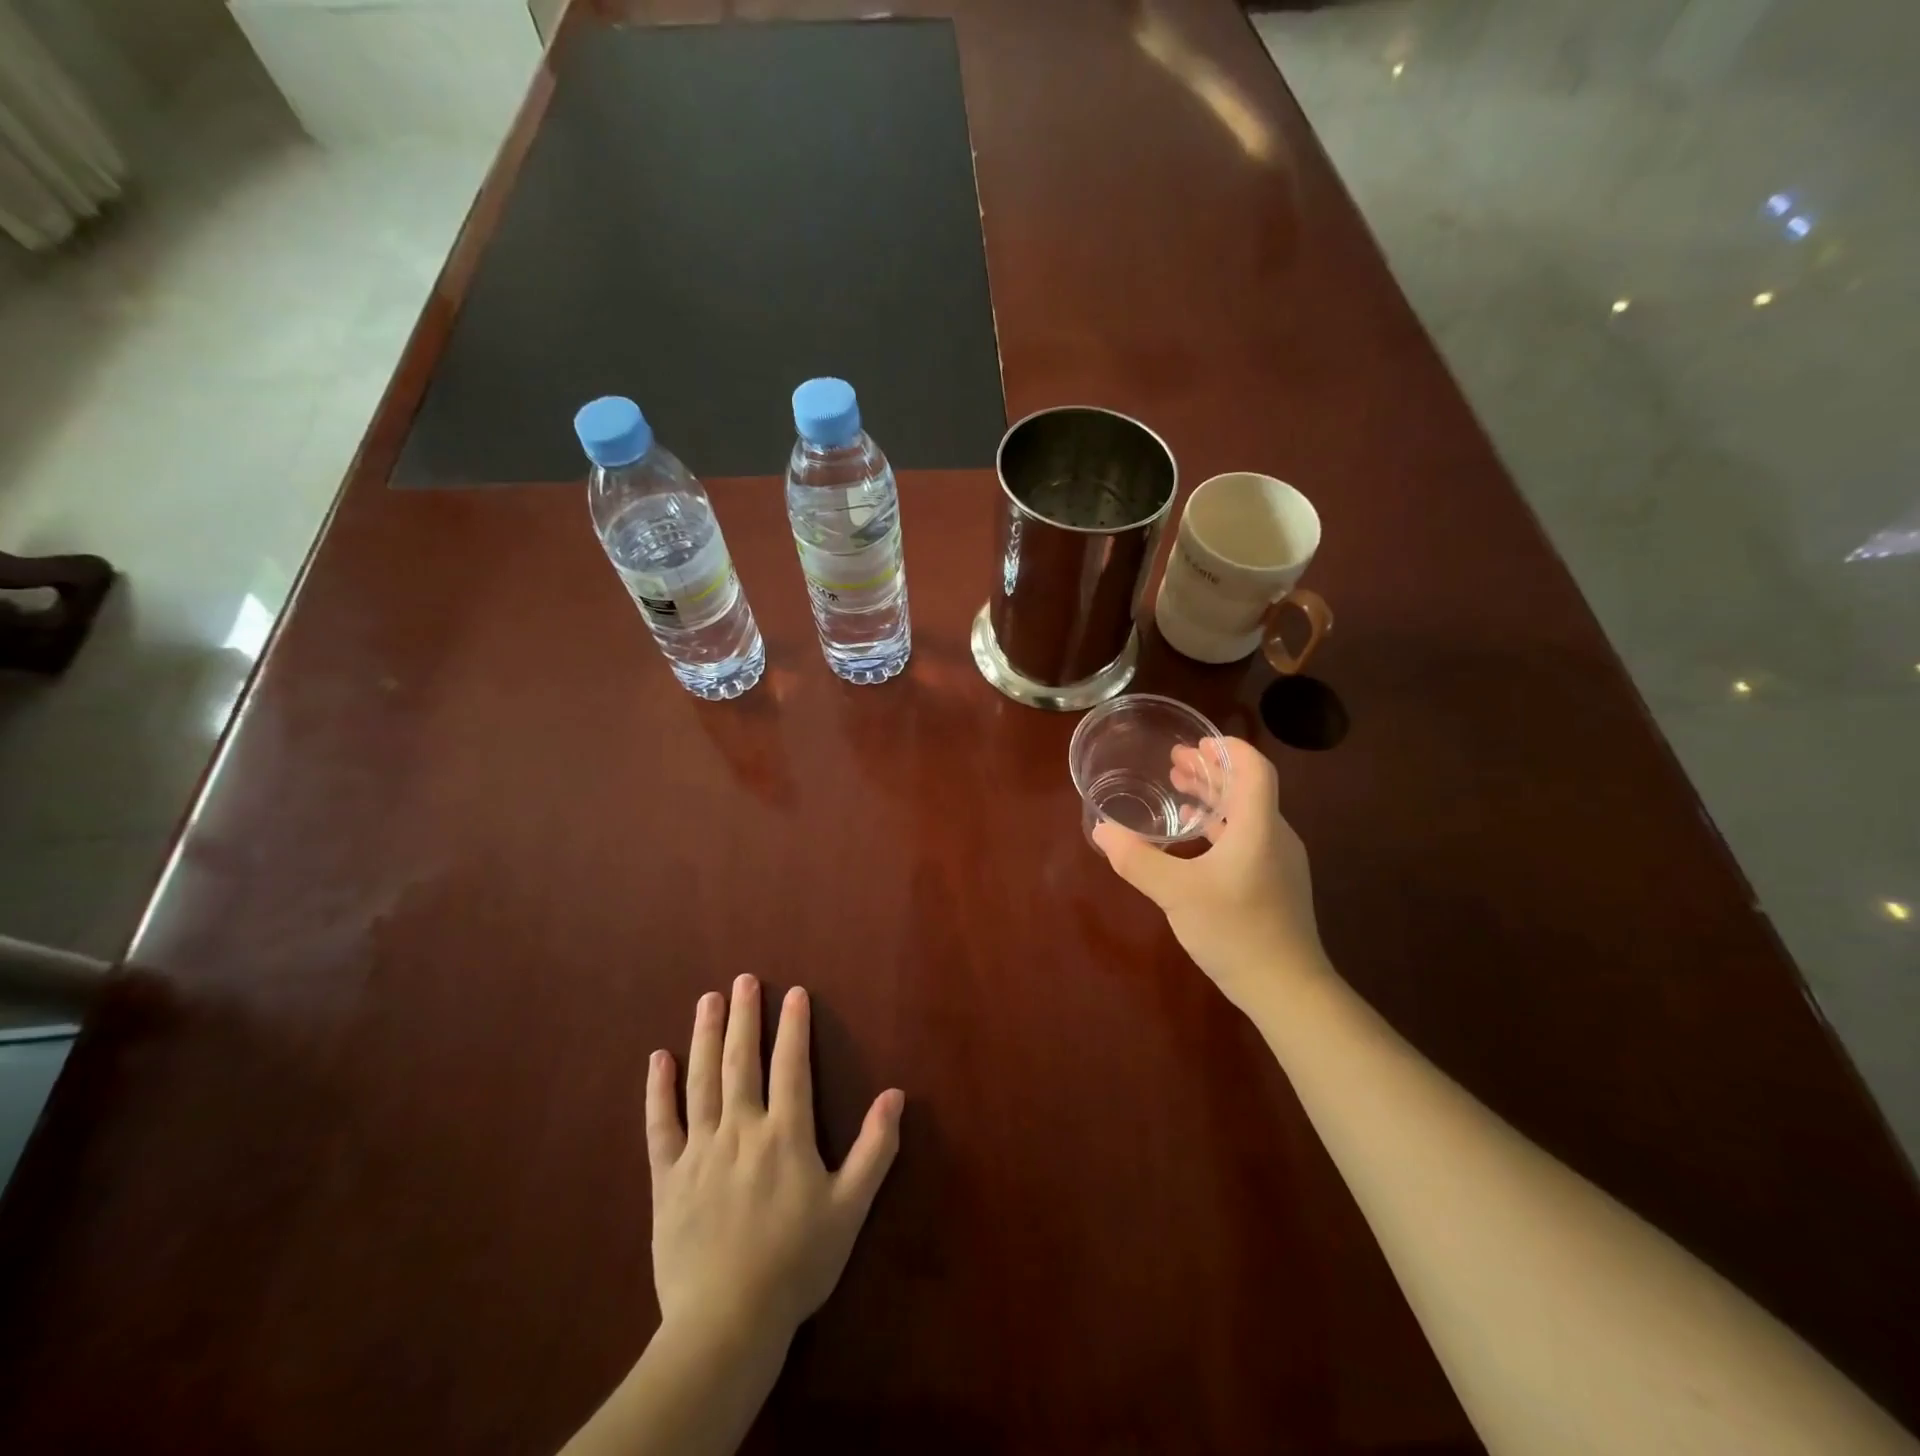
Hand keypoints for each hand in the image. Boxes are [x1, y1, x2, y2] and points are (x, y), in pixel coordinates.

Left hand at [647, 976, 903, 1347]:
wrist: (726, 1324)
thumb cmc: (796, 1264)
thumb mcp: (850, 1209)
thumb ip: (875, 1149)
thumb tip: (896, 1094)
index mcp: (785, 1135)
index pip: (790, 1065)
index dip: (794, 1026)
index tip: (794, 992)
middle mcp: (741, 1130)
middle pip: (741, 1062)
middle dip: (744, 1017)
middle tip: (743, 980)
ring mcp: (700, 1152)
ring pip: (701, 1081)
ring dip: (705, 1037)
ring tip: (708, 1000)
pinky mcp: (667, 1179)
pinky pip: (660, 1125)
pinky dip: (658, 1090)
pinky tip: (658, 1059)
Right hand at [1092, 736, 1325, 1011]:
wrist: (1287, 988)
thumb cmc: (1235, 930)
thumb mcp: (1176, 893)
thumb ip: (1136, 859)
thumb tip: (1102, 830)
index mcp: (1258, 827)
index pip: (1254, 769)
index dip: (1228, 748)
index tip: (1196, 741)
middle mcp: (1275, 836)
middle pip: (1248, 787)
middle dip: (1212, 769)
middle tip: (1175, 760)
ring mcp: (1279, 861)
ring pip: (1247, 813)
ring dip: (1214, 797)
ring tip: (1180, 789)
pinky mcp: (1275, 883)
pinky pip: (1248, 837)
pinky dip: (1220, 825)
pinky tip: (1194, 838)